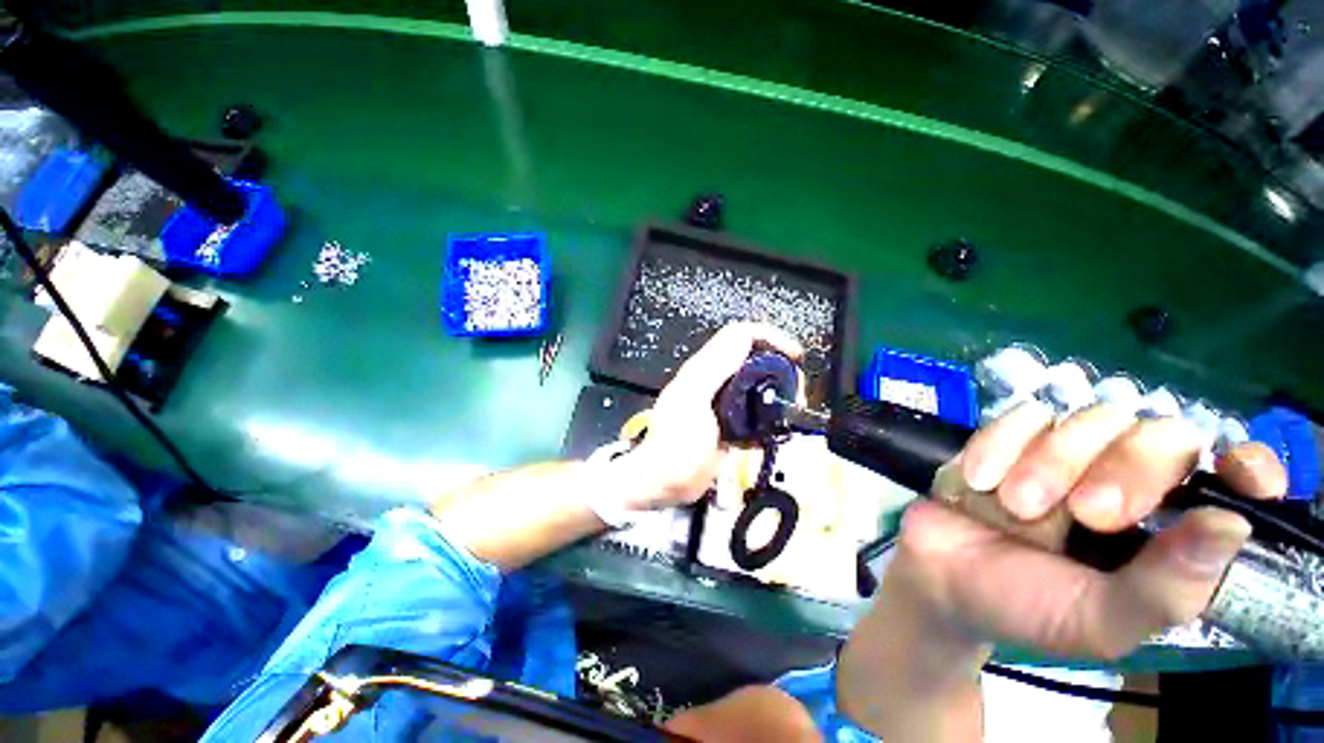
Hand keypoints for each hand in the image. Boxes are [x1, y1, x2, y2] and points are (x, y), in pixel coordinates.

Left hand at [622, 322, 802, 509]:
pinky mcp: (729, 424)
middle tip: (796, 392)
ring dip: (779, 394)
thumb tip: (746, 342)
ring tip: (791, 411)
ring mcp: (723, 403)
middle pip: (755, 358)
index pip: (741, 336)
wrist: (664, 482)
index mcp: (704, 368)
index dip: (770, 338)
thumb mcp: (692, 400)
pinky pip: (756, 412)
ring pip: (759, 385)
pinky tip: (775, 432)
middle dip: (781, 368)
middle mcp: (715, 380)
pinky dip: (771, 417)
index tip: (795, 358)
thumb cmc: (676, 443)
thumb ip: (715, 368)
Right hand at [897, 401, 1287, 658]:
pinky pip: (1020, 417)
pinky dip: (1000, 446)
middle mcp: (1124, 480)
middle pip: (1159, 432)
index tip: (1240, 476)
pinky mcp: (1007, 438)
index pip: (1228, 478)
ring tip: (1017, 507)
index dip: (1246, 466)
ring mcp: (1063, 454)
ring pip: (1088, 418)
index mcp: (1163, 530)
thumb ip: (1166, 588)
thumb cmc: (1026, 608)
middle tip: (1088, 514)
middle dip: (1127, 469)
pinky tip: (980, 482)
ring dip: (1051, 463)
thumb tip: (1232, 525)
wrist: (939, 578)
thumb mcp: (1100, 621)